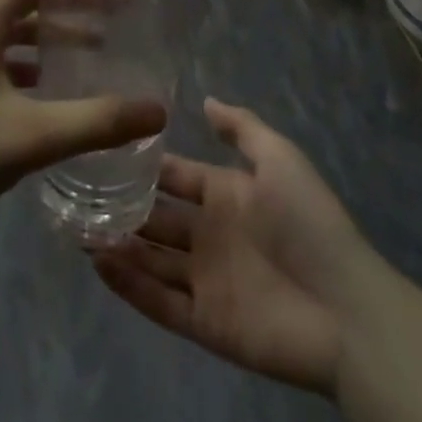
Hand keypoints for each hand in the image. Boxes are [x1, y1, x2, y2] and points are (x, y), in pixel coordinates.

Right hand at [92, 98, 373, 394]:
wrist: (346, 310)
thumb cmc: (310, 224)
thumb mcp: (281, 160)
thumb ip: (242, 128)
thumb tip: (205, 99)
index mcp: (227, 195)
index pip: (175, 177)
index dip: (144, 166)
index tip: (103, 150)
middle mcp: (210, 235)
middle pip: (155, 218)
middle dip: (120, 207)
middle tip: (76, 195)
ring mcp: (205, 280)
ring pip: (150, 259)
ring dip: (116, 244)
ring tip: (76, 227)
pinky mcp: (203, 322)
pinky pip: (158, 301)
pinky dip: (128, 285)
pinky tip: (98, 264)